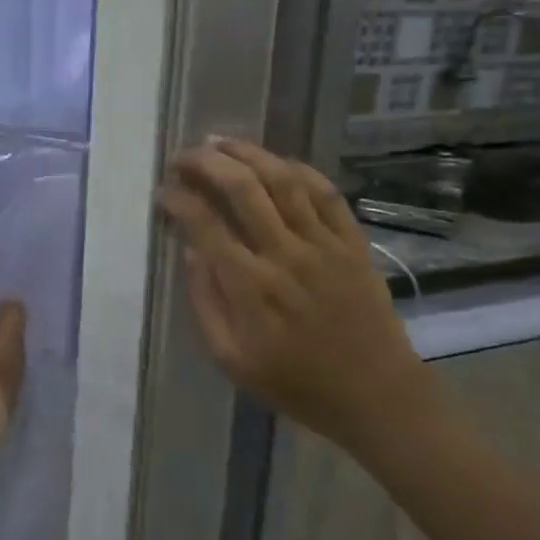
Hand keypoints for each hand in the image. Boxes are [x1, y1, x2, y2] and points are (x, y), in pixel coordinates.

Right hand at [156, 139, 442, 456]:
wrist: (376, 396)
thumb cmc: (296, 383)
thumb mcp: (231, 359)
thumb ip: (205, 302)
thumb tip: (190, 250)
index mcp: (250, 286)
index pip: (204, 224)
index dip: (178, 200)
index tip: (163, 192)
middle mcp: (284, 254)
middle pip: (241, 188)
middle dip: (206, 163)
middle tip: (184, 157)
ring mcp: (323, 244)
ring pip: (283, 180)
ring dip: (247, 153)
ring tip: (220, 143)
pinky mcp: (353, 243)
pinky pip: (326, 193)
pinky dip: (298, 170)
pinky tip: (277, 163)